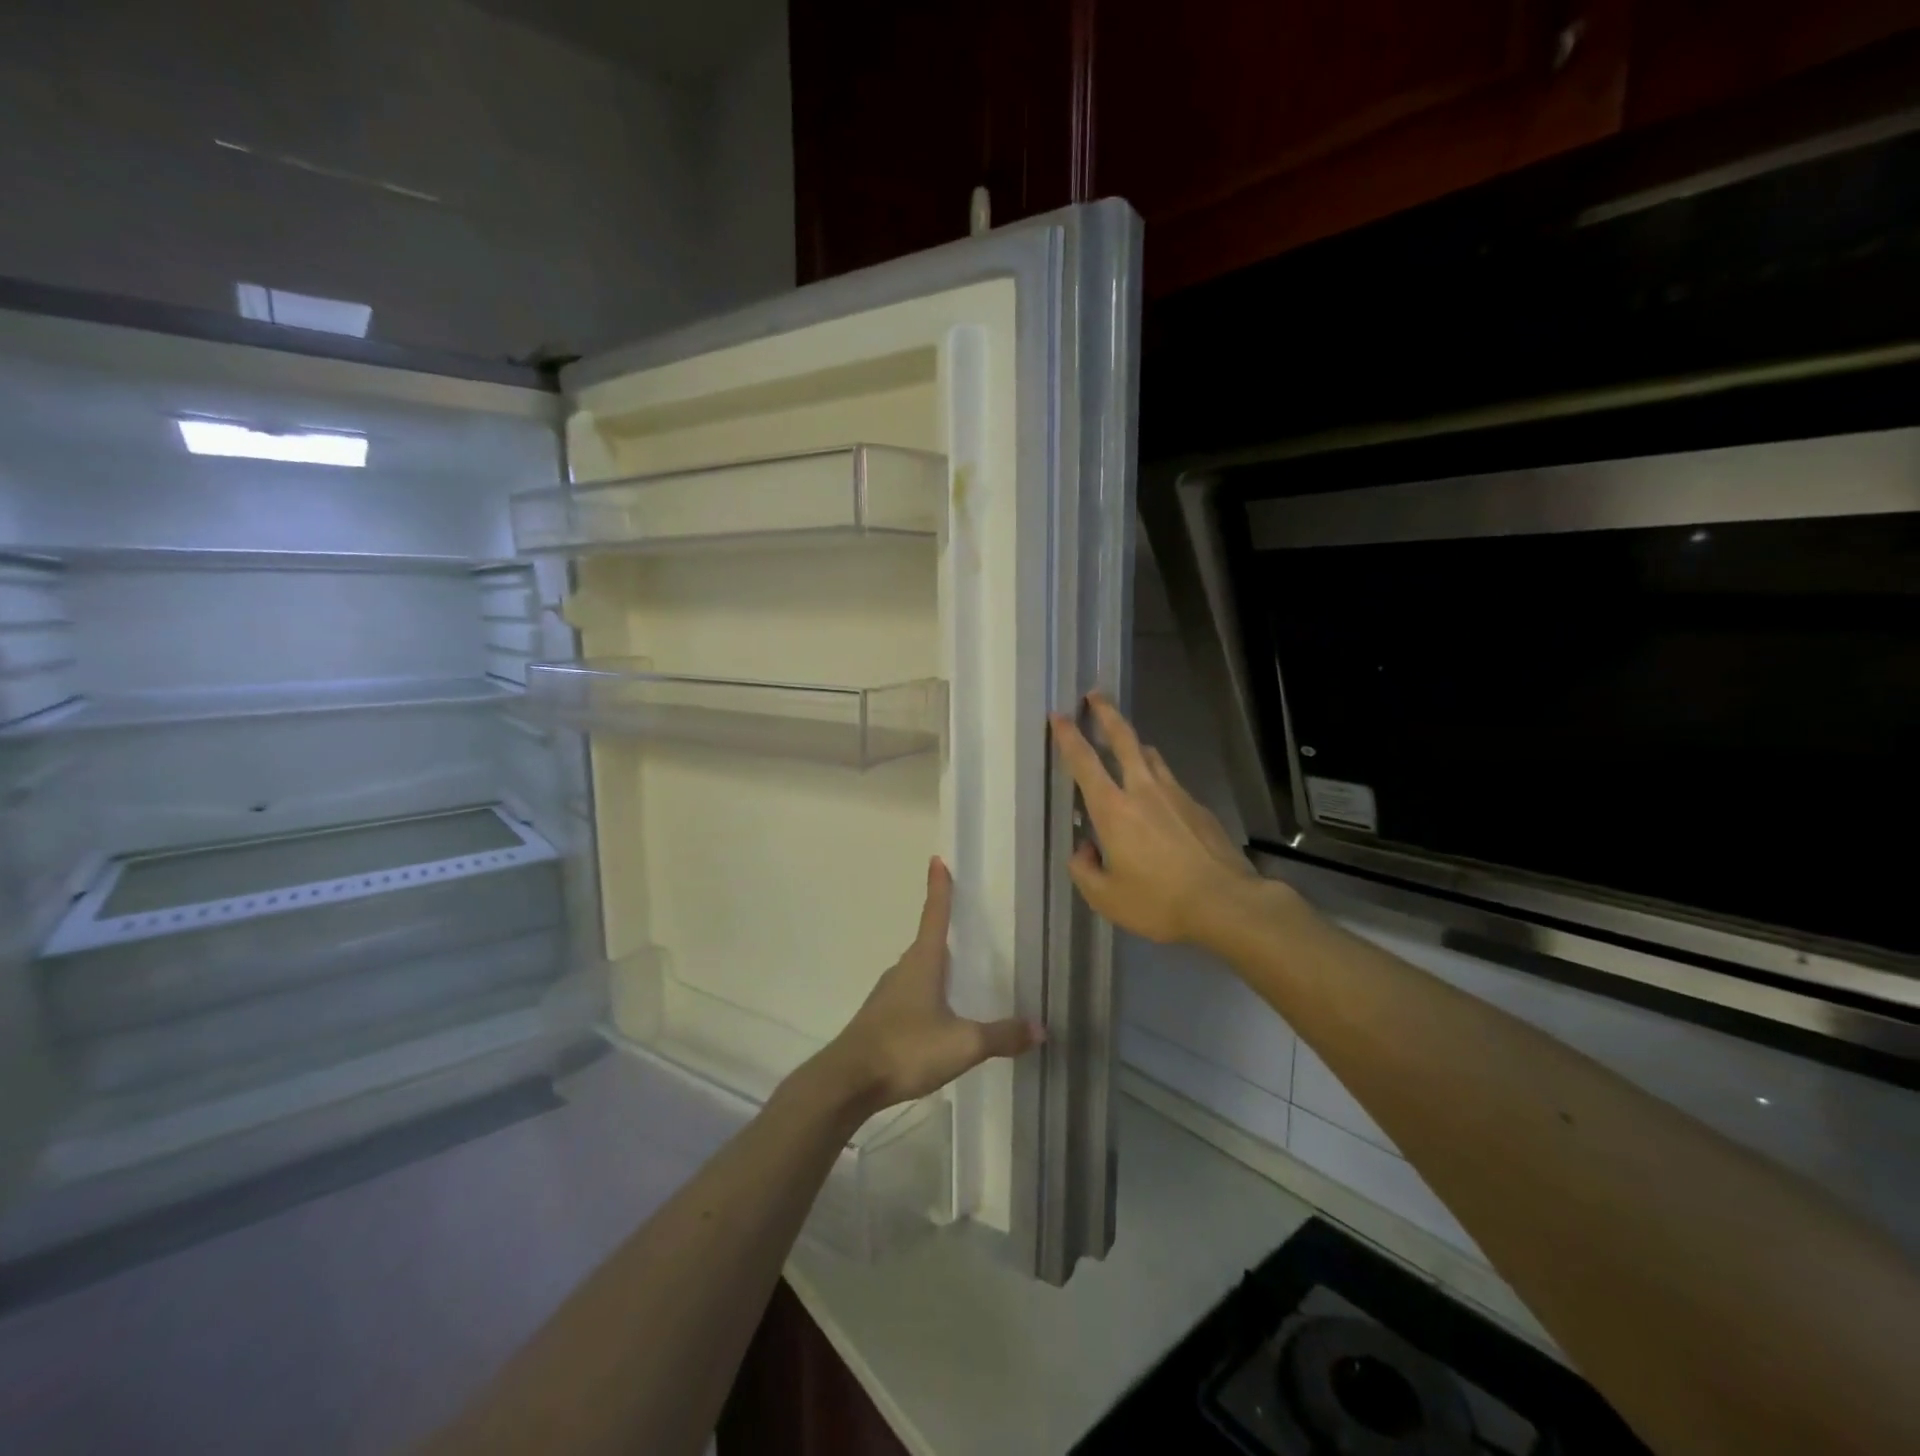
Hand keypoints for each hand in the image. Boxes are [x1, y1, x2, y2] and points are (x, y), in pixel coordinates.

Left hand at [812, 857, 1041, 1119]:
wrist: (848, 1081)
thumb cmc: (906, 1048)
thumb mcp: (963, 1044)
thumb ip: (1001, 1035)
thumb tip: (1041, 1028)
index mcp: (923, 962)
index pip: (934, 915)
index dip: (939, 888)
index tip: (937, 860)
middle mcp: (903, 969)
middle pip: (927, 942)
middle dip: (944, 929)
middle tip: (966, 922)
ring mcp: (888, 994)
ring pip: (918, 970)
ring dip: (936, 966)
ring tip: (961, 972)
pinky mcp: (881, 1018)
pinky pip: (911, 995)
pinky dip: (928, 993)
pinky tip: (940, 1015)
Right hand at [1049, 693, 1264, 945]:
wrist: (1226, 902)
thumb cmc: (1159, 901)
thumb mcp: (1106, 898)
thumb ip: (1084, 870)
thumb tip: (1084, 849)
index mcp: (1113, 809)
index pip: (1084, 762)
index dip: (1068, 736)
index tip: (1059, 715)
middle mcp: (1143, 790)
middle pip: (1124, 738)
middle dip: (1106, 713)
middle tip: (1095, 694)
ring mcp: (1175, 794)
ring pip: (1150, 755)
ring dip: (1134, 742)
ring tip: (1126, 742)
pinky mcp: (1198, 806)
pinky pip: (1170, 780)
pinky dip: (1156, 776)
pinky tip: (1158, 797)